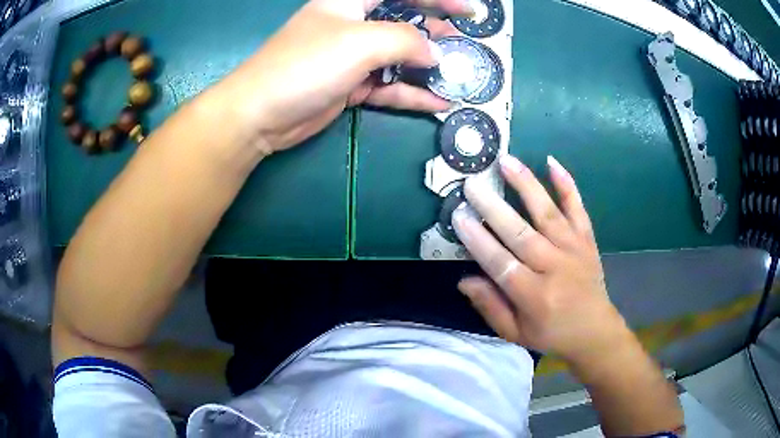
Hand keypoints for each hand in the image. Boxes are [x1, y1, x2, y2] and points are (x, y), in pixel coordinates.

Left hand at [217, 0, 469, 155]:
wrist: (261, 114)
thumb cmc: (306, 64)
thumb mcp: (361, 42)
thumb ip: (406, 42)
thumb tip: (436, 53)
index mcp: (351, 1)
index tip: (468, 11)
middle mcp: (353, 23)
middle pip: (404, 21)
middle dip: (436, 32)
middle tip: (465, 46)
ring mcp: (352, 56)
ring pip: (399, 56)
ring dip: (428, 66)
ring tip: (459, 75)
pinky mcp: (350, 84)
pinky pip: (389, 86)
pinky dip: (412, 93)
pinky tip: (438, 101)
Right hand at [453, 155, 626, 363]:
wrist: (595, 331)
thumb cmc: (551, 334)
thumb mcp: (515, 333)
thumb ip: (490, 307)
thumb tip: (463, 279)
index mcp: (534, 296)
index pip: (500, 263)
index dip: (478, 240)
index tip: (459, 216)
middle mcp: (554, 268)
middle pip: (521, 233)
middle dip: (494, 207)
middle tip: (472, 183)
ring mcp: (574, 249)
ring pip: (547, 213)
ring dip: (526, 185)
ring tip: (506, 161)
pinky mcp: (586, 239)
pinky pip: (577, 208)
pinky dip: (567, 185)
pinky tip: (552, 162)